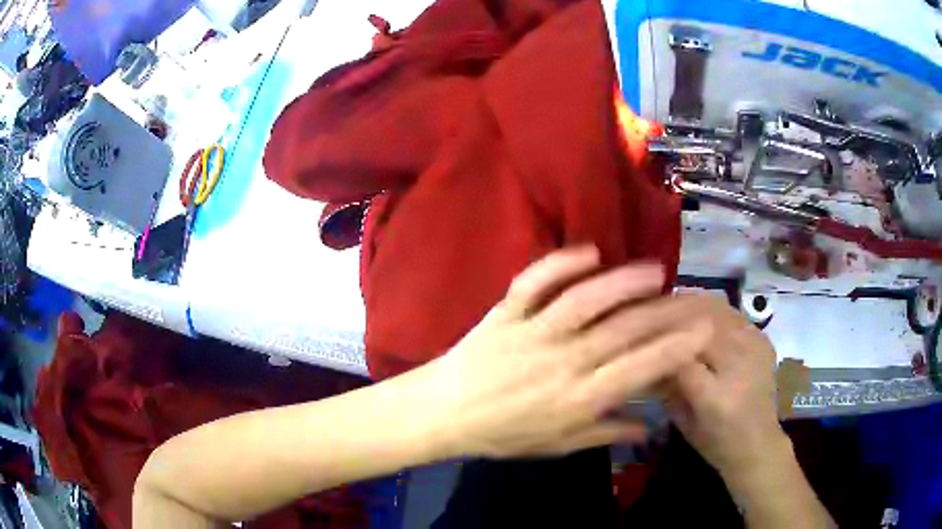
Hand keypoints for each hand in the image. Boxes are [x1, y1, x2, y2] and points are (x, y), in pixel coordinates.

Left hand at [416, 247, 718, 458]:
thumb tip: (649, 427)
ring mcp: (531, 332)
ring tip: (653, 271)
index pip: (638, 370)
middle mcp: (561, 362)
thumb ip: (605, 432)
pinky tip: (589, 251)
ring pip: (585, 300)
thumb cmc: (502, 434)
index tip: (701, 331)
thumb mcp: (556, 445)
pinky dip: (560, 263)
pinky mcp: (506, 312)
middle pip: (621, 331)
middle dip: (661, 312)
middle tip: (685, 296)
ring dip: (622, 282)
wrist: (443, 413)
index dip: (674, 349)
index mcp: (576, 399)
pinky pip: (534, 282)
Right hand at [664, 298, 784, 479]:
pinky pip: (734, 314)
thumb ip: (667, 389)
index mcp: (713, 396)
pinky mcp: (763, 341)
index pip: (678, 355)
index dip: (656, 340)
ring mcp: (754, 349)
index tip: (636, 331)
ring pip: (718, 309)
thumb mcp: (683, 423)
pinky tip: (700, 313)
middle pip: (700, 323)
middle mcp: (737, 366)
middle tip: (649, 309)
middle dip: (671, 311)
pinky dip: (714, 309)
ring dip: (692, 303)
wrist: (759, 443)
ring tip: (671, 303)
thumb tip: (648, 356)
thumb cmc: (716, 442)